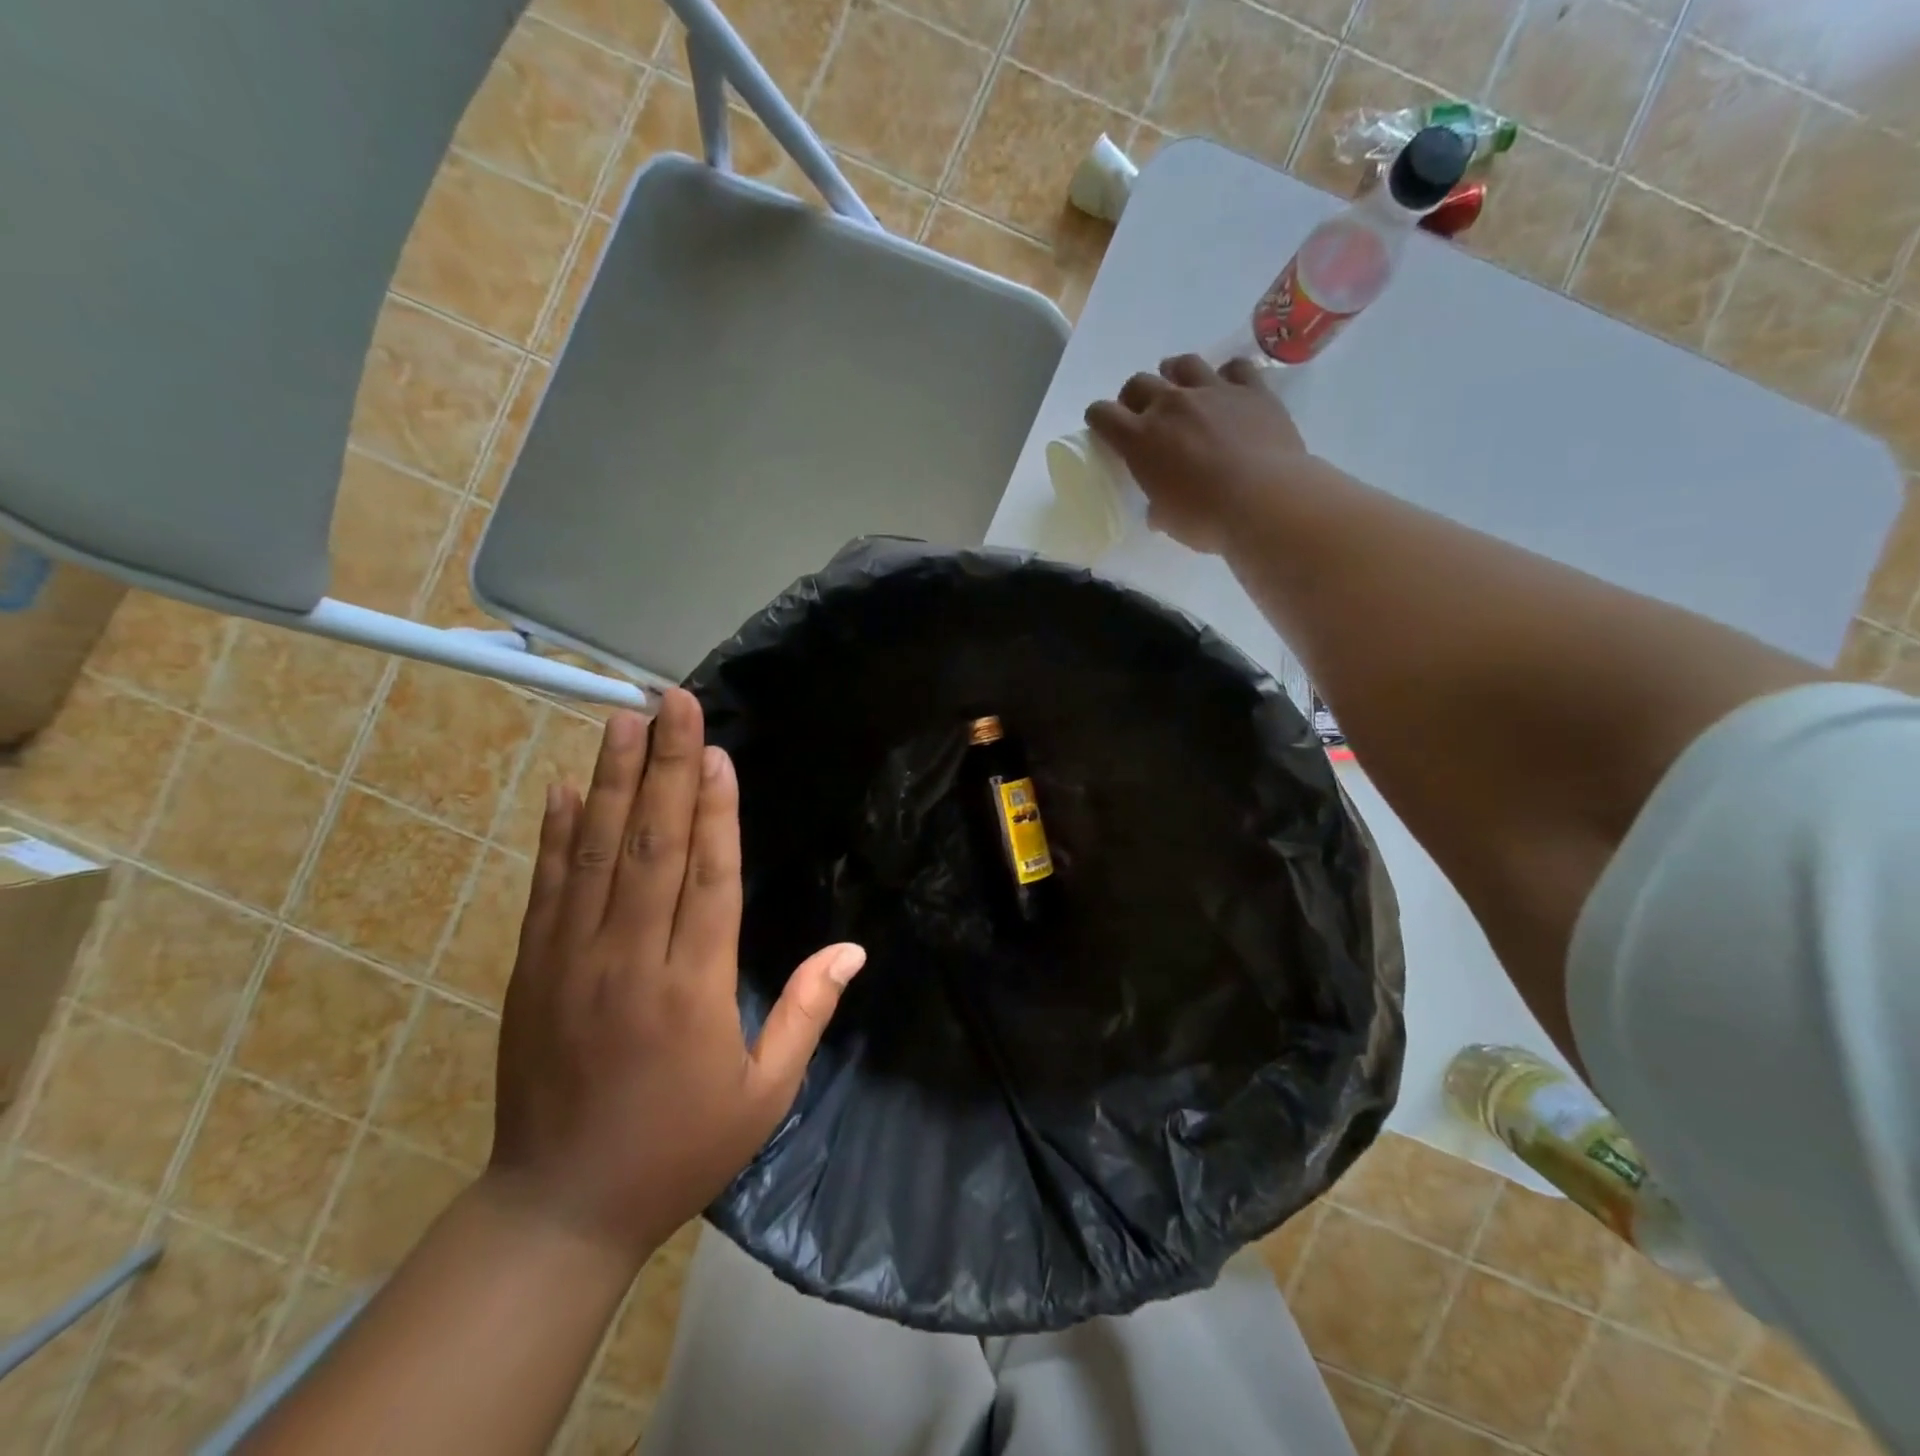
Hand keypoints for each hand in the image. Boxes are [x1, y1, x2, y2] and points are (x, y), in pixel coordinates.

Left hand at [484, 689, 865, 1262]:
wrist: (559, 1207)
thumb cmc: (678, 1148)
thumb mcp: (764, 1095)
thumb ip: (807, 1013)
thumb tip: (854, 949)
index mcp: (693, 989)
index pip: (709, 879)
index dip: (716, 812)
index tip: (718, 753)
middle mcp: (629, 961)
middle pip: (653, 847)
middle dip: (667, 768)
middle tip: (674, 703)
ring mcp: (571, 962)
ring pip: (595, 854)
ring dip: (611, 781)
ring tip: (623, 720)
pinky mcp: (532, 971)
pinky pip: (546, 889)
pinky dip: (555, 834)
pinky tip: (564, 788)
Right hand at [1085, 354, 1308, 554]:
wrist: (1265, 501)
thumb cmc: (1206, 518)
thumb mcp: (1168, 520)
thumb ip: (1158, 507)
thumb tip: (1158, 510)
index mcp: (1140, 439)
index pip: (1103, 414)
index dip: (1098, 418)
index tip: (1102, 426)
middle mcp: (1171, 405)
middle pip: (1139, 383)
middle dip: (1134, 397)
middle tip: (1142, 414)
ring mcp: (1213, 392)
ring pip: (1184, 364)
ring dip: (1175, 374)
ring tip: (1181, 388)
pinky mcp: (1253, 390)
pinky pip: (1235, 367)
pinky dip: (1227, 375)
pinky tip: (1229, 388)